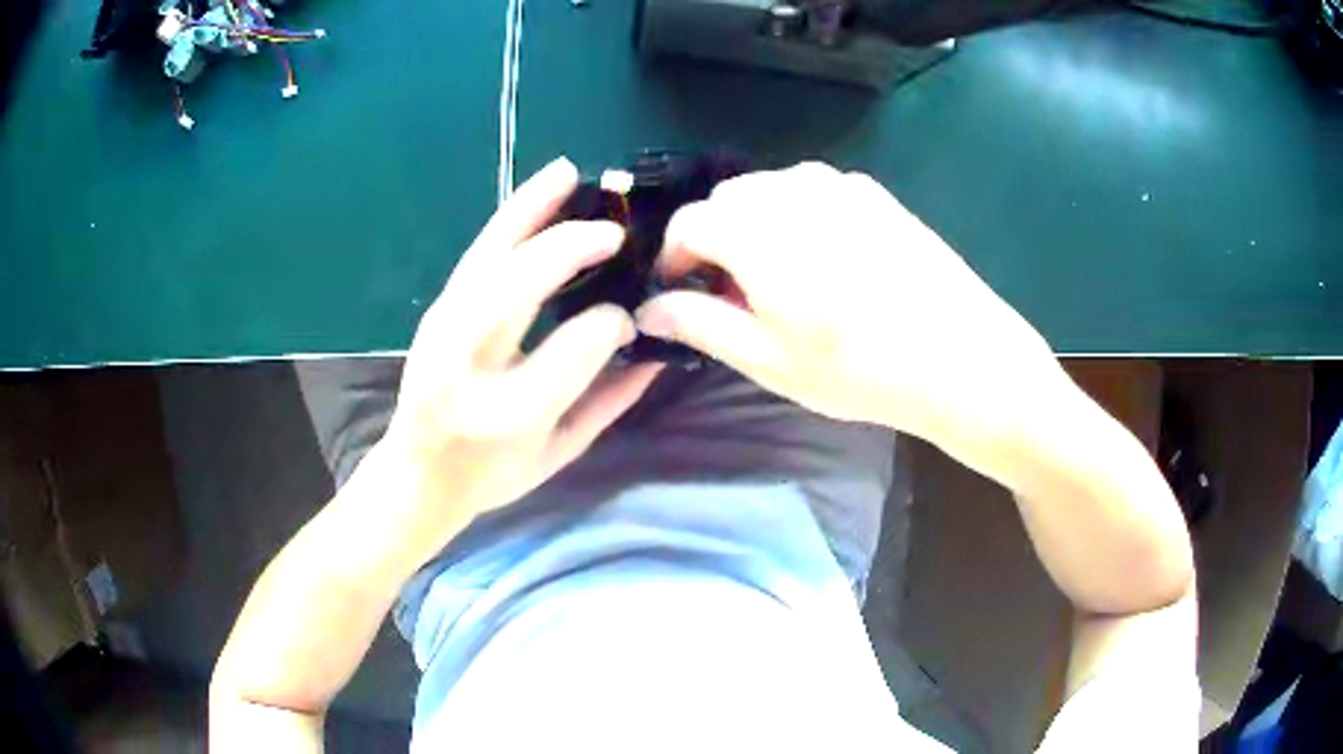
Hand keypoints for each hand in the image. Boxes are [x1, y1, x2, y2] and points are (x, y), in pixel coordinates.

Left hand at [371, 158, 660, 558]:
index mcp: (509, 415)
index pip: (573, 349)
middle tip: (617, 232)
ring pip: (489, 256)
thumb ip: (610, 402)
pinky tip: (539, 191)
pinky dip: (510, 217)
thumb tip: (656, 346)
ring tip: (568, 174)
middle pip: (518, 287)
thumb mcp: (561, 453)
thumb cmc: (494, 474)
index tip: (629, 317)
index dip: (610, 323)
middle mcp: (467, 366)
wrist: (418, 474)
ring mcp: (441, 331)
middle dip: (570, 247)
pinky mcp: (435, 309)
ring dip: (531, 209)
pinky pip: (477, 254)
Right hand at [636, 162, 1068, 458]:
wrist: (962, 357)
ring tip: (779, 279)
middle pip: (727, 201)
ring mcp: (838, 185)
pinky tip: (824, 261)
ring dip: (755, 226)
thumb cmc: (860, 370)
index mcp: (758, 230)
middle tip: (733, 294)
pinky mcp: (872, 193)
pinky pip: (811, 192)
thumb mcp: (770, 360)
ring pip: (769, 192)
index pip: (689, 224)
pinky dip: (796, 217)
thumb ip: (701, 324)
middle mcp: (792, 191)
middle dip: (715, 240)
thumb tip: (650, 309)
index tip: (682, 293)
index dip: (675, 257)